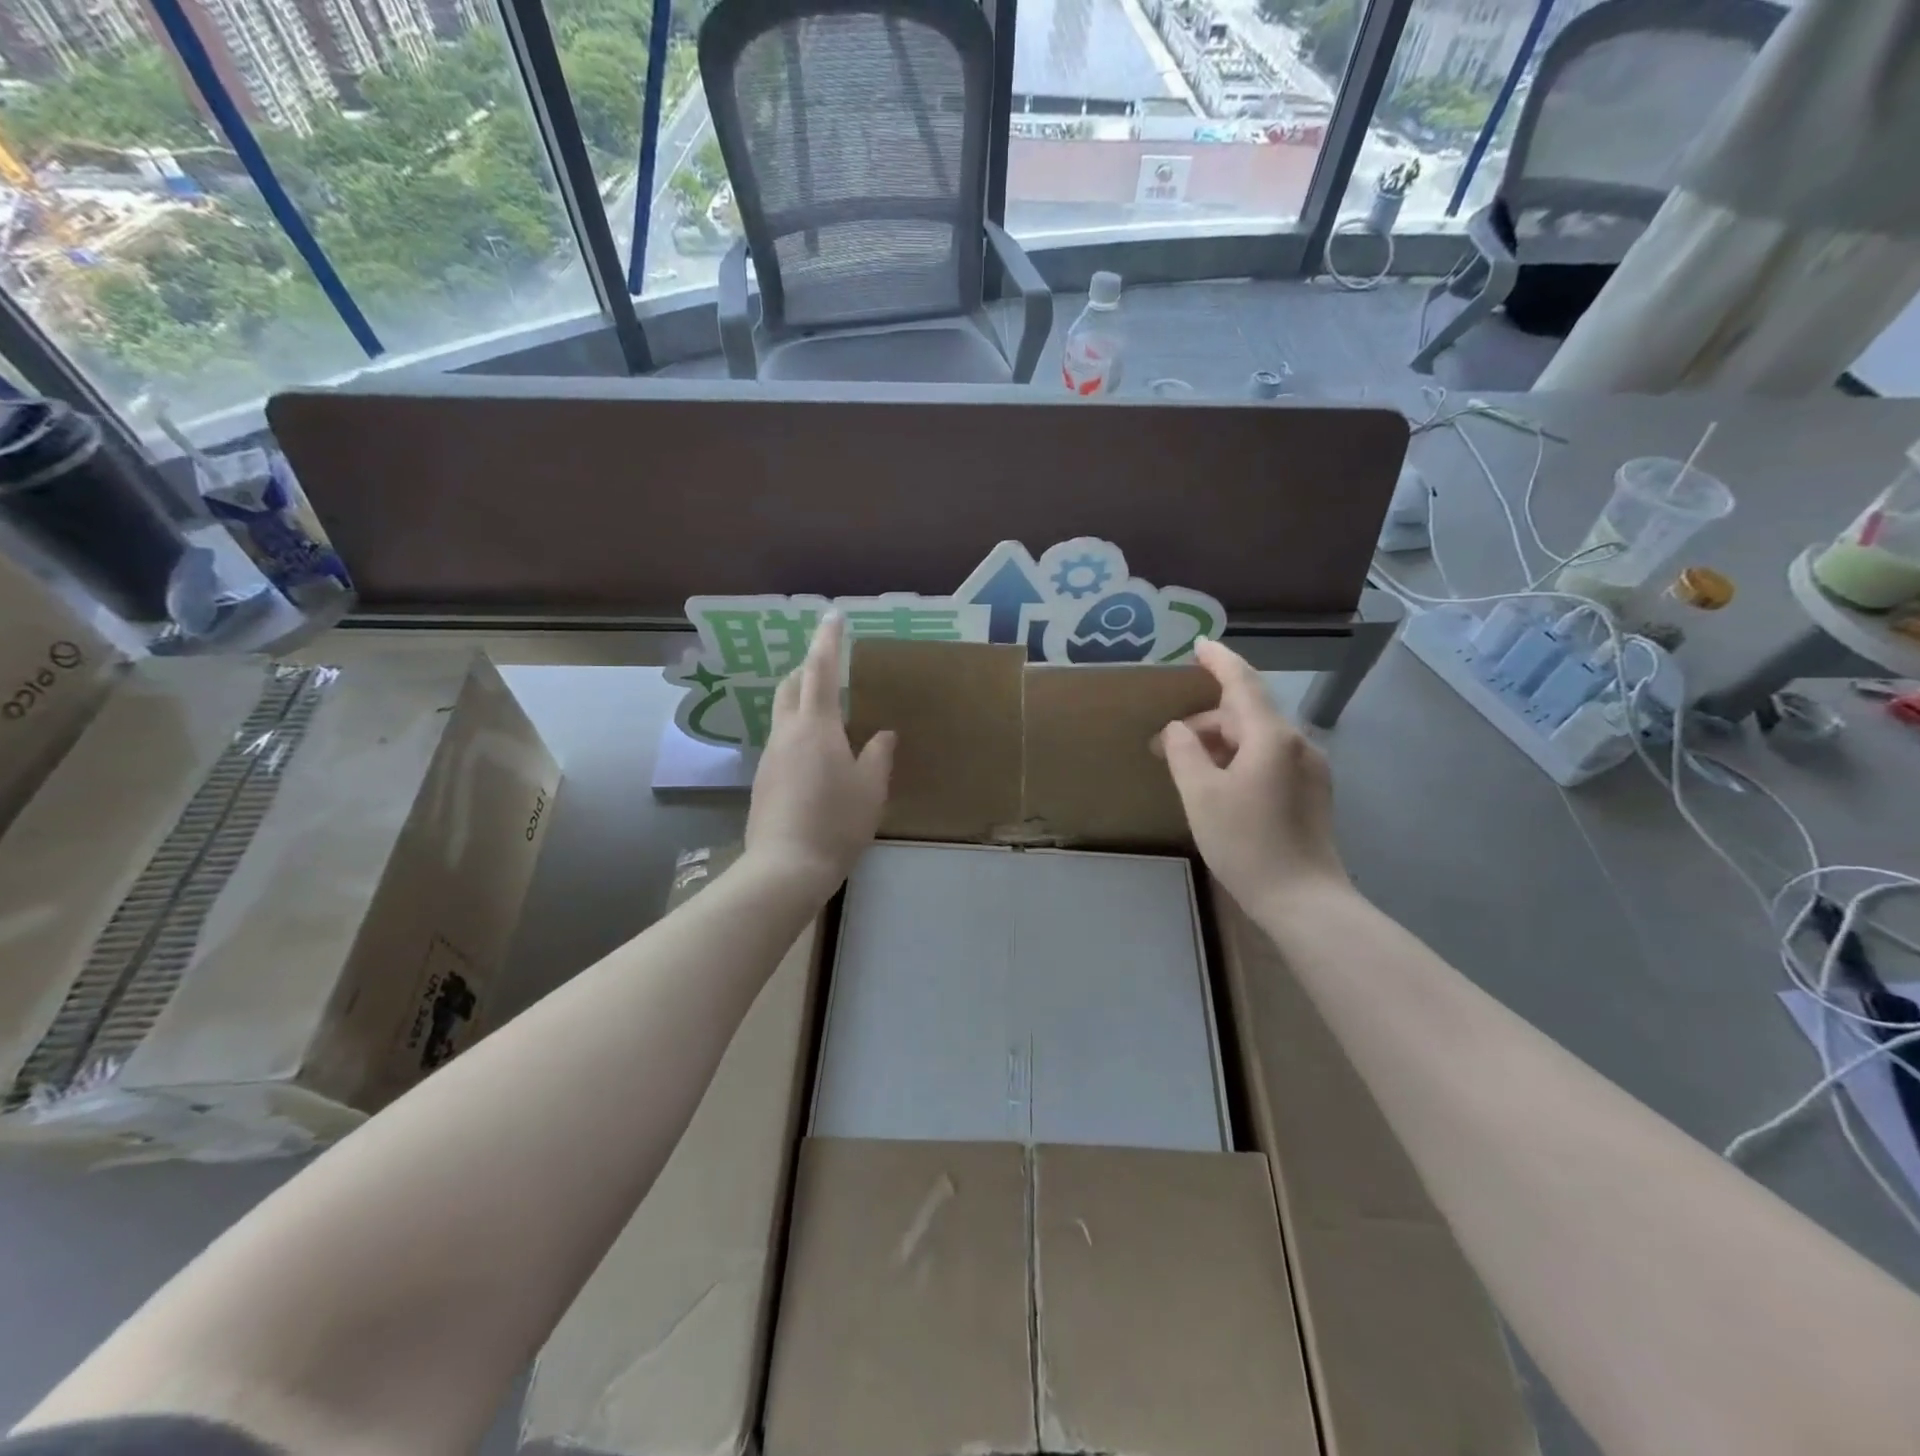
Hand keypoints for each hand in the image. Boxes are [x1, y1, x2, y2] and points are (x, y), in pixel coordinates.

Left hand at [745, 613, 894, 896]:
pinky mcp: (763, 779)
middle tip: (830, 667)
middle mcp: (787, 733)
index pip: (820, 670)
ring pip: (783, 713)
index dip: (827, 640)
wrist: (785, 867)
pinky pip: (781, 741)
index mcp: (816, 727)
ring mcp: (770, 756)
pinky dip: (798, 731)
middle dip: (808, 669)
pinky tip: (815, 756)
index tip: (833, 615)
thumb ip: (878, 755)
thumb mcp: (870, 789)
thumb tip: (883, 734)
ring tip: (827, 713)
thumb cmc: (836, 822)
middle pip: (791, 686)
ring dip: (801, 701)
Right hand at [1158, 638, 1347, 913]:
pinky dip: (1240, 759)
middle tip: (1164, 745)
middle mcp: (1297, 744)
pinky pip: (1270, 759)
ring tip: (1187, 768)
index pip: (1242, 683)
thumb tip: (1177, 729)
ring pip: (1258, 739)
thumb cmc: (1246, 843)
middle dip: (1204, 721)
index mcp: (1271, 737)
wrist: (1303, 900)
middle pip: (1246, 714)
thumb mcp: (1200, 795)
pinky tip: (1219, 784)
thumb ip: (1183, 752)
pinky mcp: (1312, 793)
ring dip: (1220, 744)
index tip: (1199, 645)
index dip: (1219, 661)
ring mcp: (1310, 769)